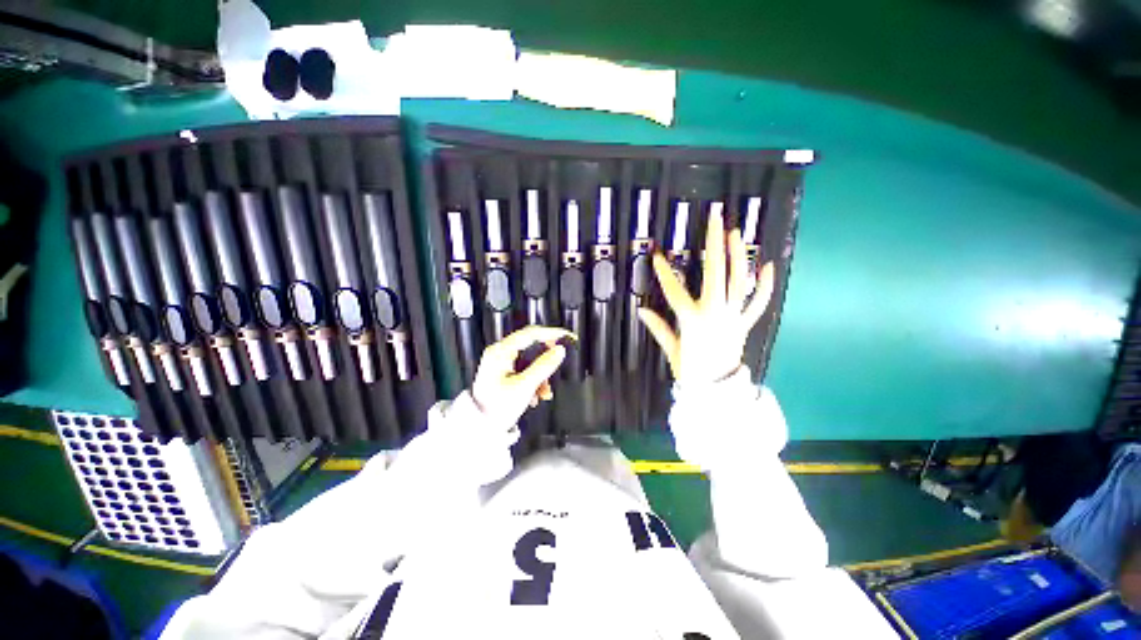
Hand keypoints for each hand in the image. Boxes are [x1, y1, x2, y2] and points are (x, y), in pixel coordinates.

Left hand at [471, 326, 574, 426]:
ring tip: (545, 391)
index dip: (551, 334)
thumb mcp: (525, 386)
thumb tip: (559, 351)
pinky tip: (536, 395)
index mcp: (501, 351)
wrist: (480, 429)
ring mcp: (500, 364)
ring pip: (530, 360)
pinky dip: (534, 380)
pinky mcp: (503, 374)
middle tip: (560, 363)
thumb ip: (544, 366)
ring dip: (541, 374)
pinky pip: (524, 370)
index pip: (531, 333)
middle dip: (546, 359)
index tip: (567, 337)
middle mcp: (499, 353)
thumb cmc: (496, 407)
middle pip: (531, 347)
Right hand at [638, 207, 773, 384]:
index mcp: (692, 320)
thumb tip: (641, 310)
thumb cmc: (691, 370)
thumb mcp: (671, 349)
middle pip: (715, 273)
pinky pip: (757, 303)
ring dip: (738, 256)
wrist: (717, 390)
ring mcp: (732, 317)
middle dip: (714, 243)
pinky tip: (768, 265)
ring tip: (737, 233)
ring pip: (738, 282)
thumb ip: (658, 327)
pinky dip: (764, 285)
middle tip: (715, 218)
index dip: (665, 273)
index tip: (658, 255)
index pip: (674, 291)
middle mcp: (714, 313)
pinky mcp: (744, 323)